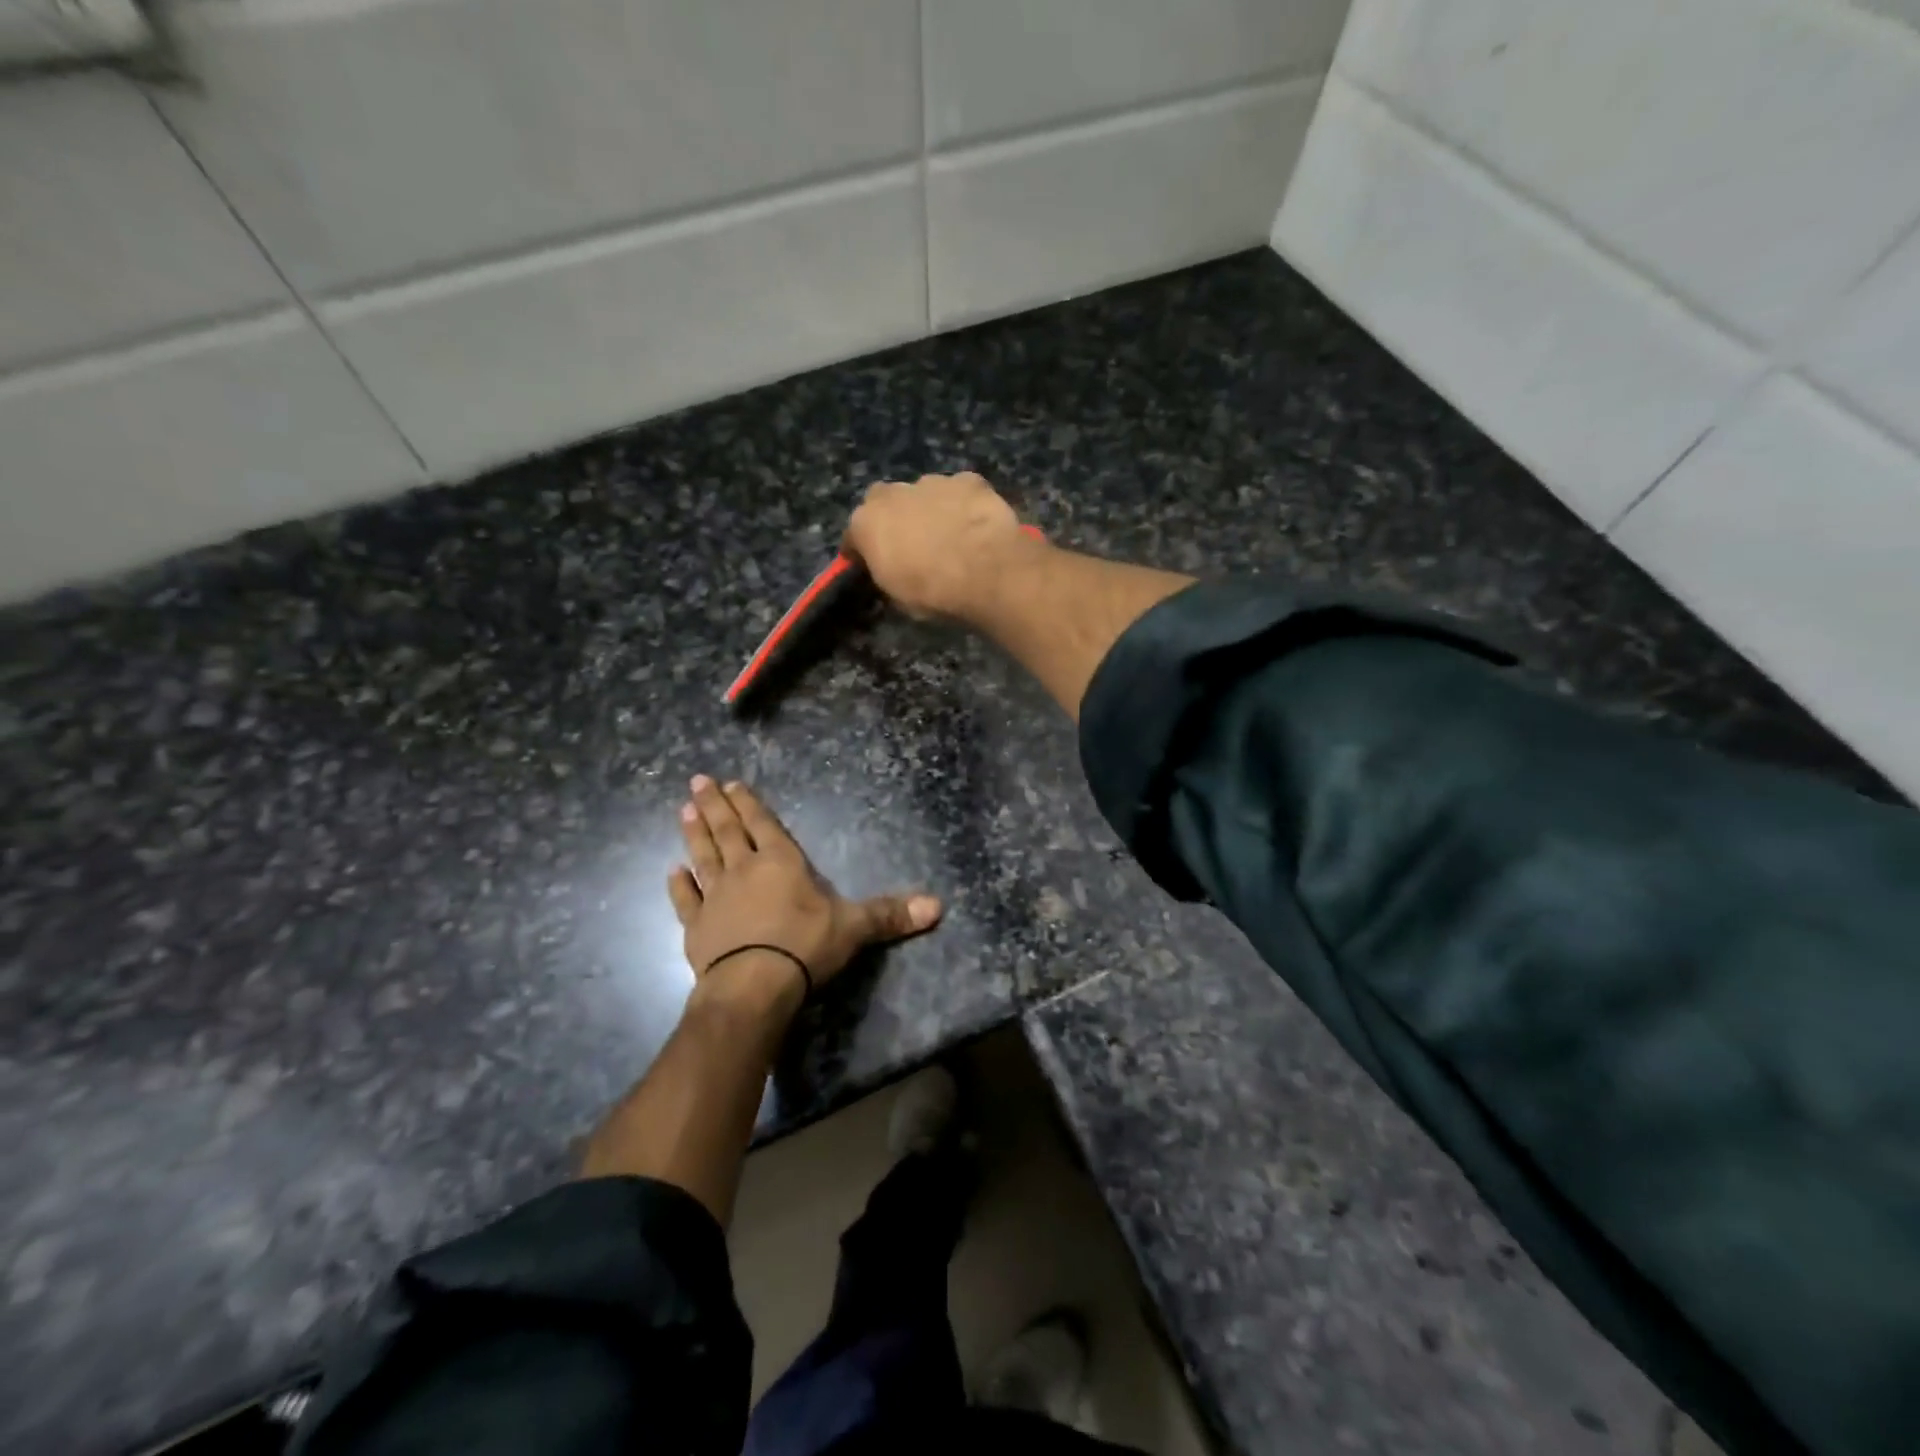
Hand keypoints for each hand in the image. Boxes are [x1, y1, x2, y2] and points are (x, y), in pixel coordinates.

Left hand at [668, 776, 942, 1005]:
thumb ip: (890, 914)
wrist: (753, 987)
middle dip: (714, 805)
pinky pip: (685, 901)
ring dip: (694, 833)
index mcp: (780, 863)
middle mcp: (744, 871)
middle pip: (727, 831)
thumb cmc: (804, 947)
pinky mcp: (696, 928)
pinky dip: (678, 885)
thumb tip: (938, 906)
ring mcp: (715, 898)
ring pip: (703, 857)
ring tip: (683, 810)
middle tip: (697, 780)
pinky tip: (671, 871)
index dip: (749, 803)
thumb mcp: (854, 928)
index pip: (763, 825)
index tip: (732, 783)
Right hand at [844, 472, 1033, 619]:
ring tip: (948, 534)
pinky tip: (974, 523)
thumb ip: (888, 574)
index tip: (868, 563)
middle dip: (892, 519)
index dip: (861, 550)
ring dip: (929, 509)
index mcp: (866, 523)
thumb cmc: (933, 593)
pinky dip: (962, 504)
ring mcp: (932, 482)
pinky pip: (959, 491)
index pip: (854, 535)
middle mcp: (893, 493)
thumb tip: (893, 570)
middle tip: (910, 543)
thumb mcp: (898, 598)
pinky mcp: (968, 480)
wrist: (987, 573)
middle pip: (884, 502)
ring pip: (923, 493)